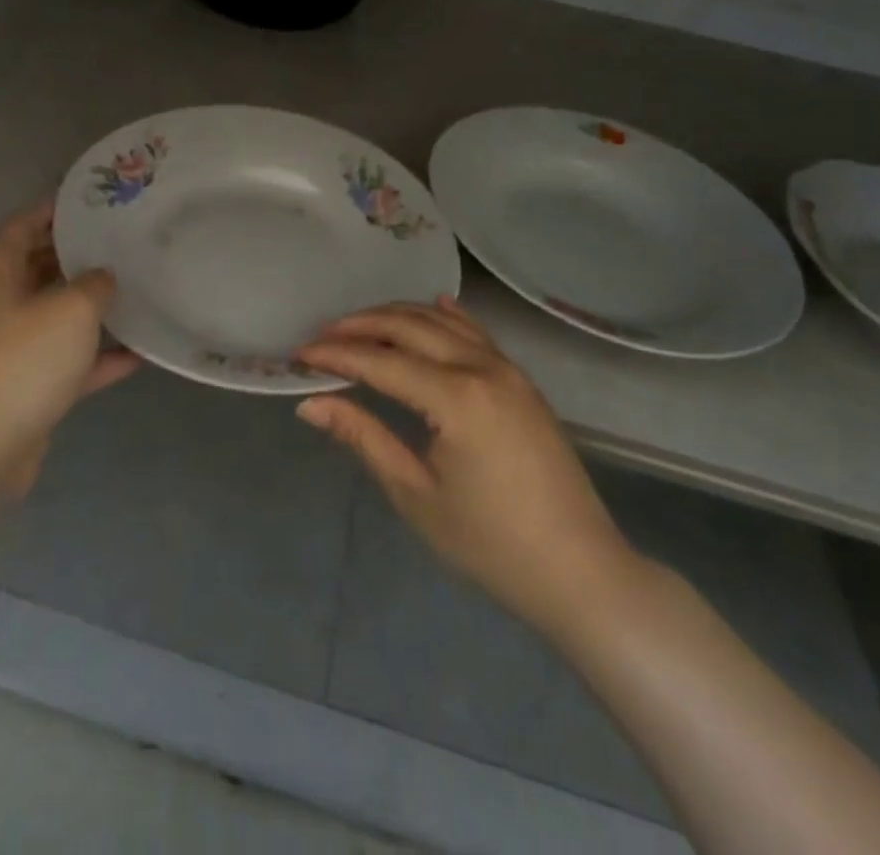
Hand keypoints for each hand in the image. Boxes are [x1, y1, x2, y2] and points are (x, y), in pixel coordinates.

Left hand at [0, 202, 137, 497]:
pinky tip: (140, 352)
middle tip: (121, 240)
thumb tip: (103, 277)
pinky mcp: (27, 387)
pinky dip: (98, 356)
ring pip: (55, 314)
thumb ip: (94, 284)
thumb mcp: (70, 310)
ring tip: (134, 287)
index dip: (51, 209)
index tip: (89, 200)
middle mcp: (0, 307)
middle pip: (38, 268)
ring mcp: (11, 349)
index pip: (21, 226)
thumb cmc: (22, 362)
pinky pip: (68, 360)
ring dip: (90, 305)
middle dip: (76, 254)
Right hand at [295, 296, 635, 628]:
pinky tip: (433, 307)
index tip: (298, 354)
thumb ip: (363, 437)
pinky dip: (448, 317)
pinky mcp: (522, 381)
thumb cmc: (491, 544)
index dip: (335, 355)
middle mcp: (483, 368)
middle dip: (360, 326)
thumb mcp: (416, 495)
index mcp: (456, 398)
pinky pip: (477, 333)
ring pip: (442, 323)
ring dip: (397, 317)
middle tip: (322, 336)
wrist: (580, 571)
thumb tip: (310, 405)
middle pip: (409, 328)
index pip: (380, 362)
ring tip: (358, 325)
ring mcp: (508, 370)